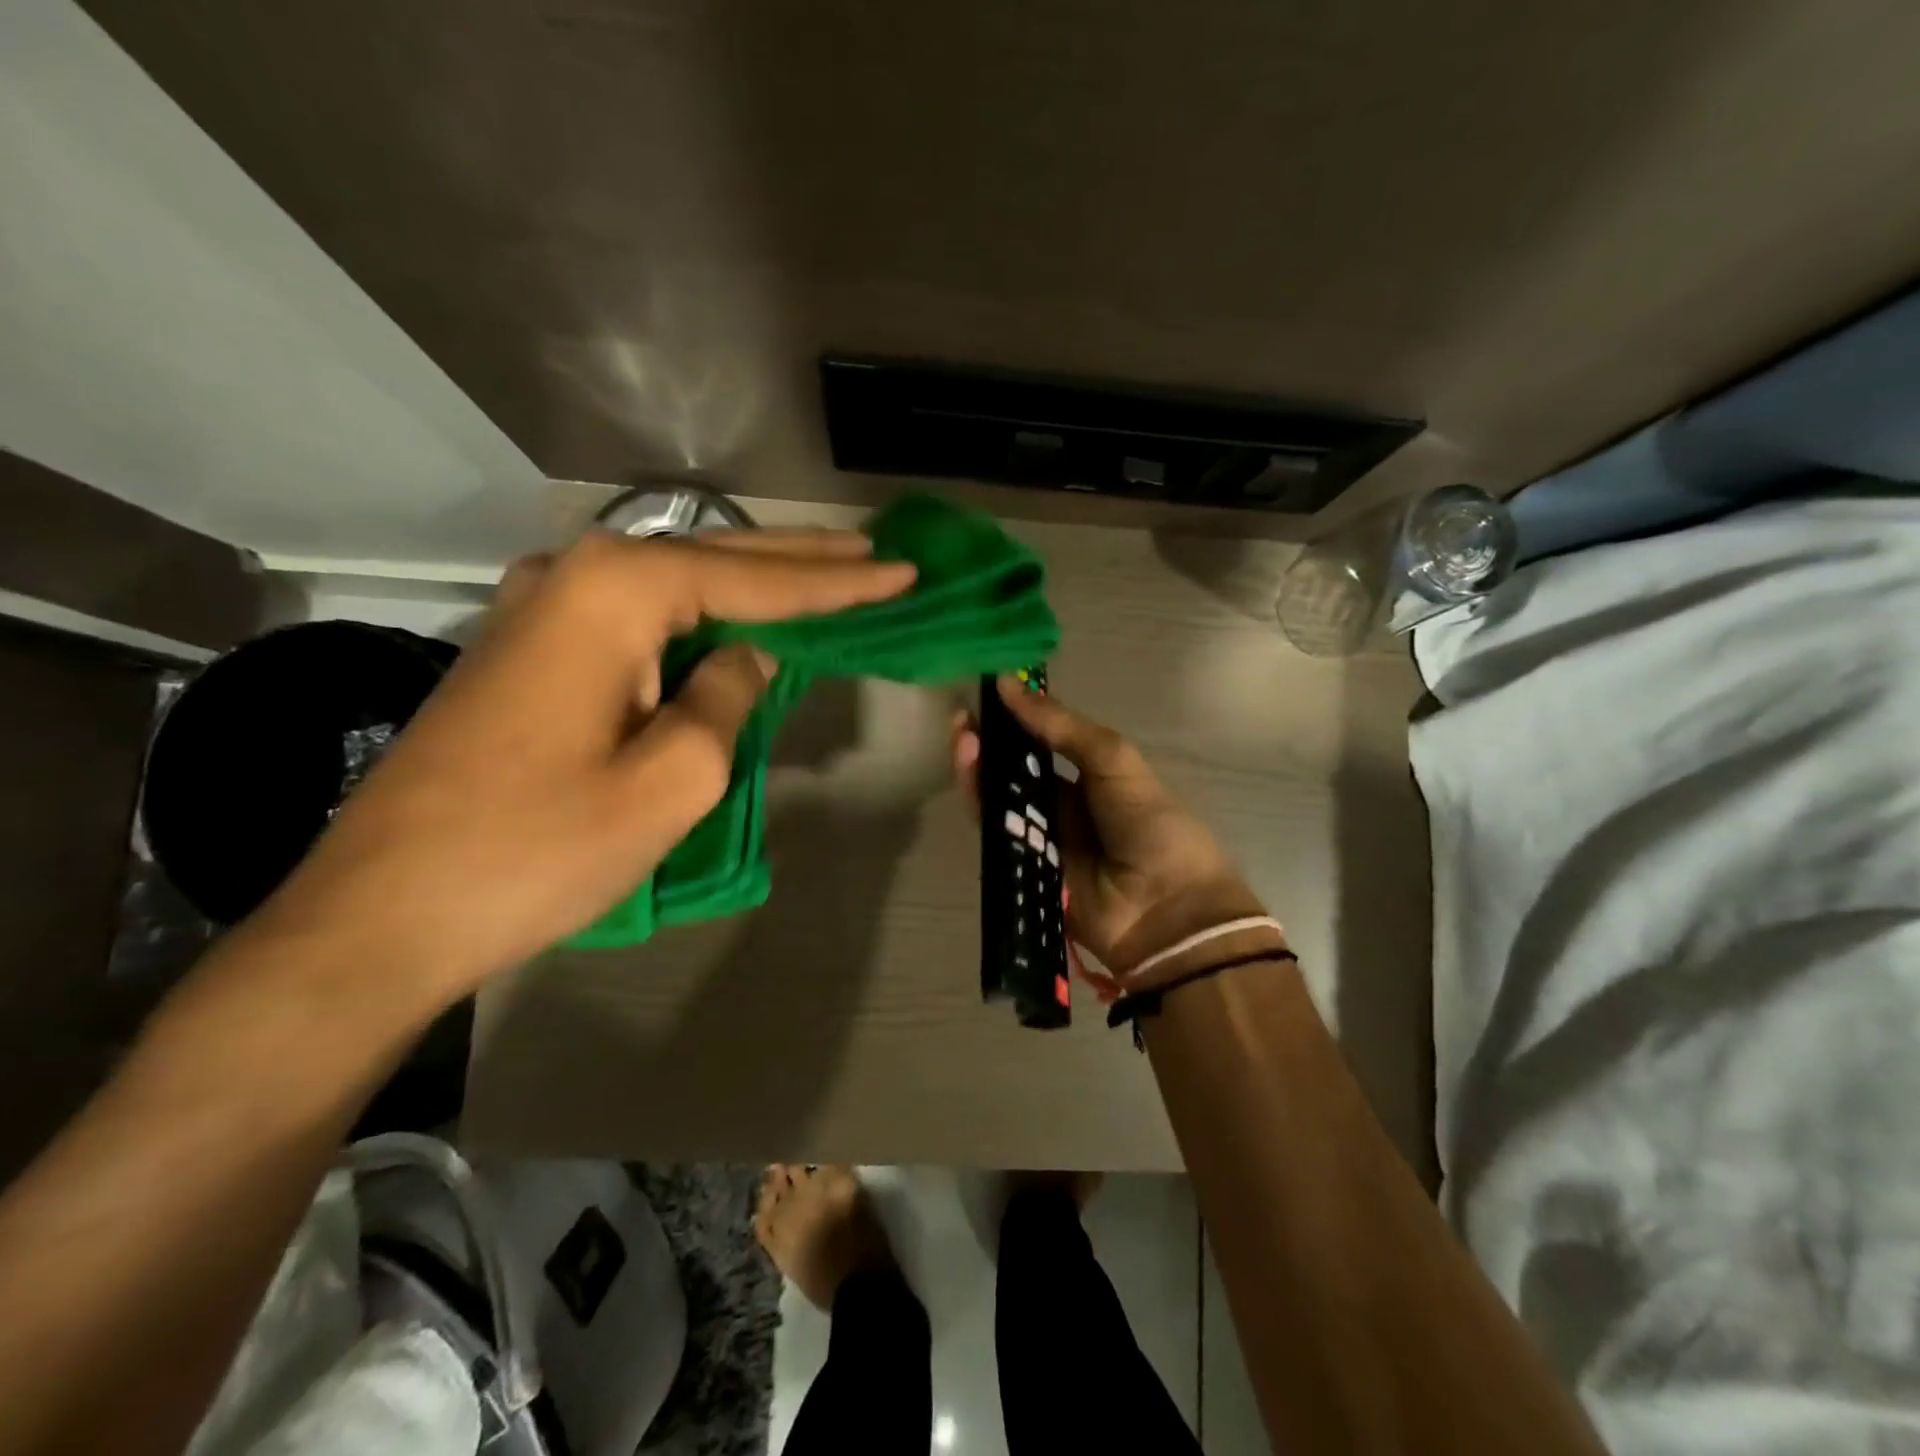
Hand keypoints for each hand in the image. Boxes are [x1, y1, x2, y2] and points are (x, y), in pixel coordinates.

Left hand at [246, 528, 915, 1002]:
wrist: (385, 911)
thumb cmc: (539, 848)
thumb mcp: (673, 779)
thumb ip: (729, 698)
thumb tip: (748, 657)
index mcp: (616, 593)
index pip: (756, 582)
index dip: (838, 583)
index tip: (903, 570)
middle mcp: (574, 575)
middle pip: (716, 561)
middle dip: (802, 562)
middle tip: (874, 553)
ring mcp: (542, 608)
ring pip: (676, 585)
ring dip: (751, 583)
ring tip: (824, 574)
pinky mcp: (530, 649)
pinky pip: (640, 618)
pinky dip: (701, 616)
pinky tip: (737, 619)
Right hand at [953, 677, 1279, 979]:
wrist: (1167, 910)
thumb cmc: (1151, 826)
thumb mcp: (1115, 761)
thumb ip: (1062, 727)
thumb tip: (1009, 685)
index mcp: (1093, 778)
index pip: (1045, 742)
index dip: (1017, 719)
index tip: (988, 692)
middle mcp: (1065, 806)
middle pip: (1017, 771)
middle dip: (990, 744)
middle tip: (962, 719)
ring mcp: (1044, 839)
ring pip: (1002, 800)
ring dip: (980, 769)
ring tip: (962, 739)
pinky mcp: (1025, 869)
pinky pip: (999, 834)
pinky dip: (982, 806)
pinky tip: (971, 774)